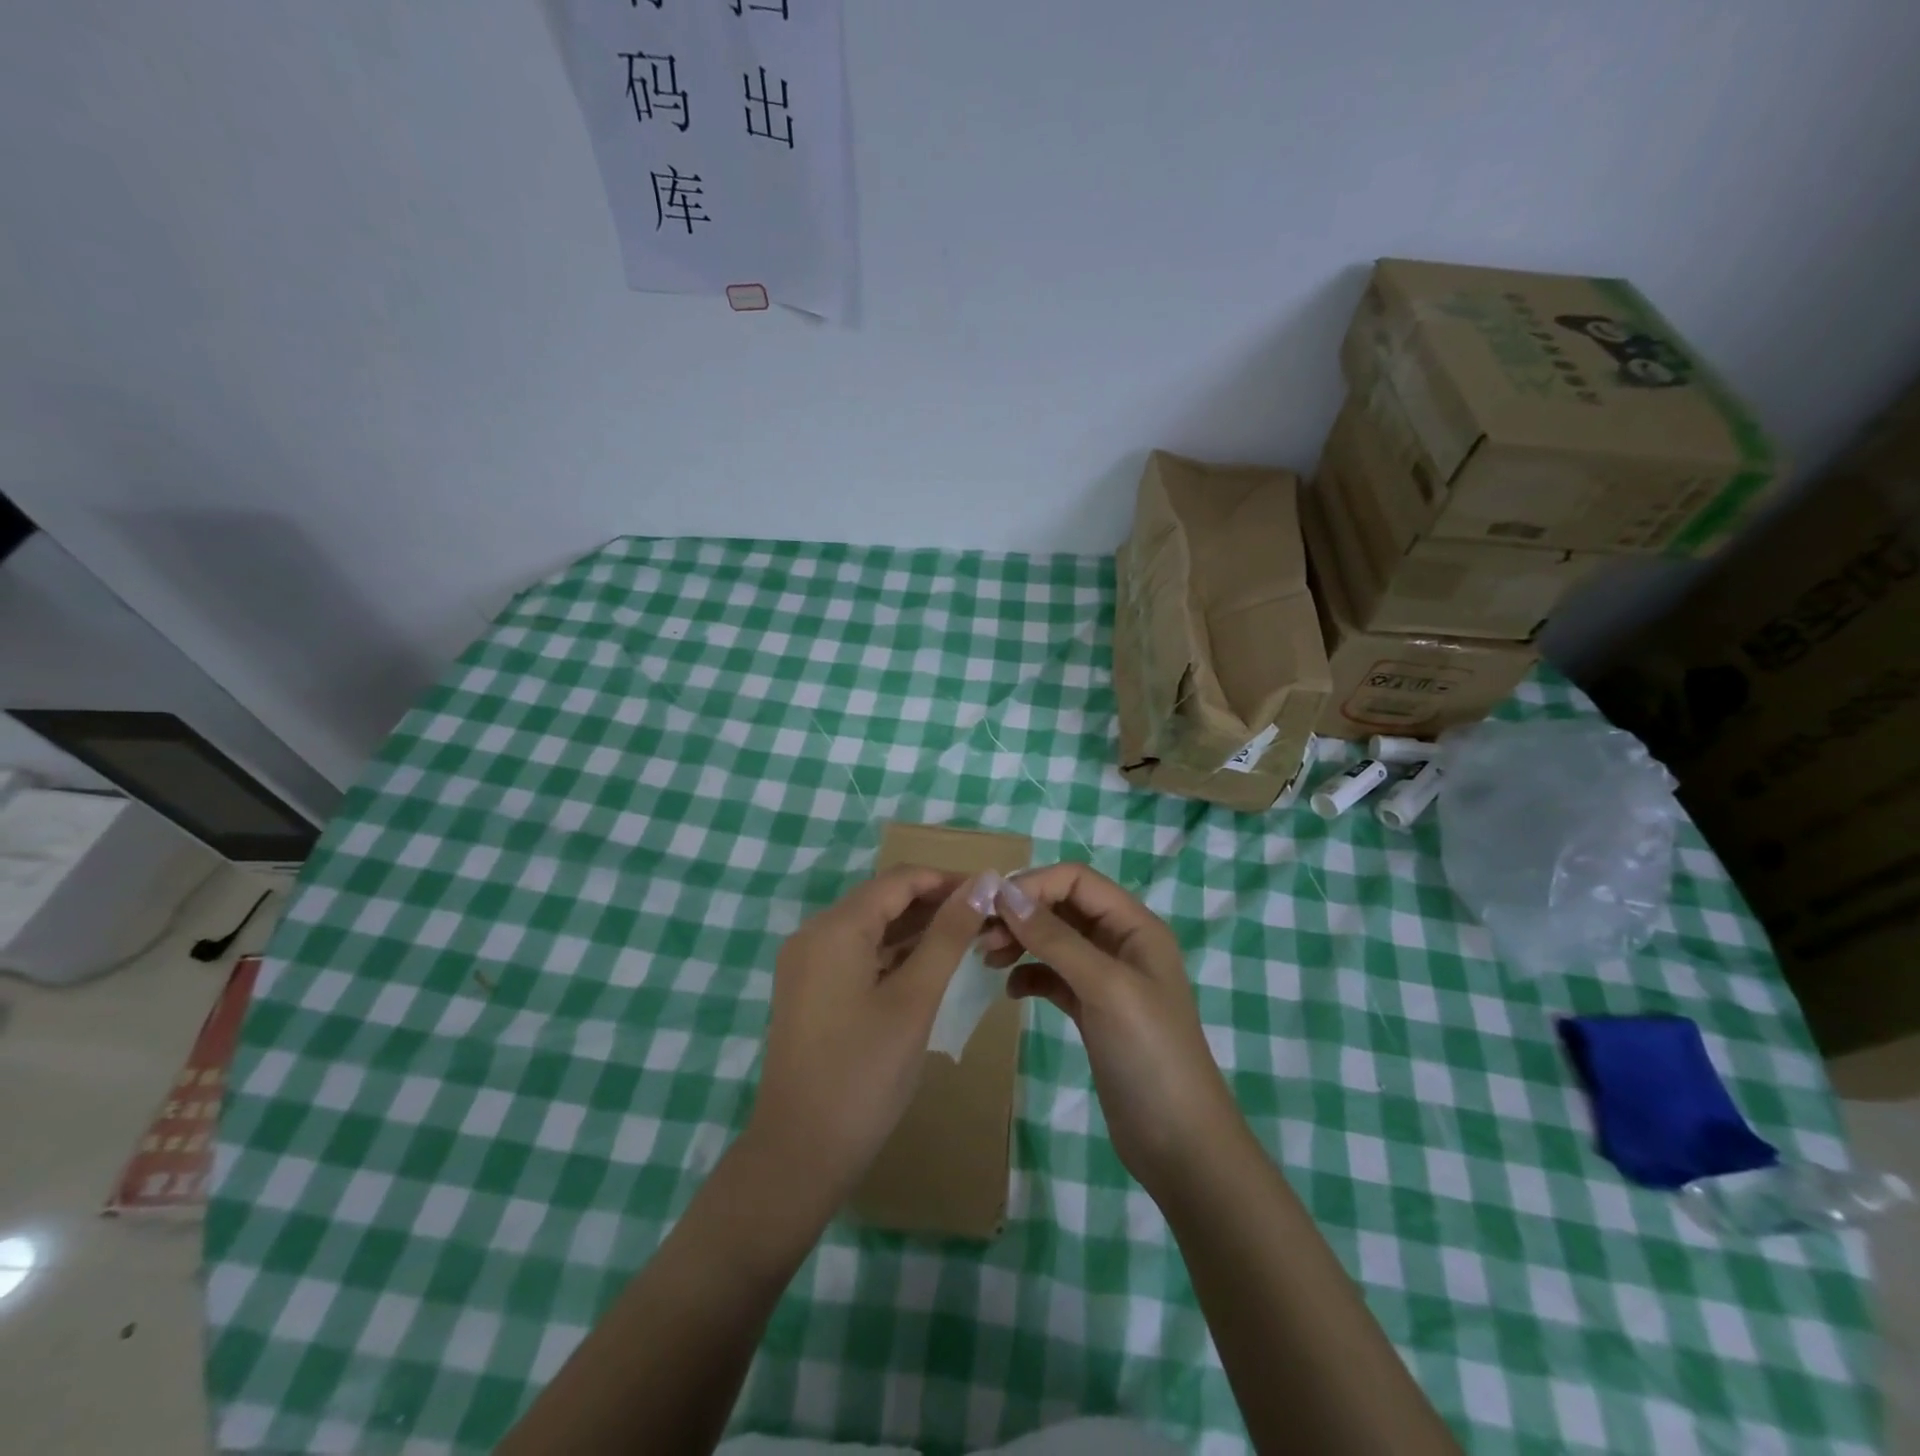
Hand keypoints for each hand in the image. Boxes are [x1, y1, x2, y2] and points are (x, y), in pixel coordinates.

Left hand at [744, 866, 991, 1209]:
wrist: (800, 1154)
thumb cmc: (864, 1074)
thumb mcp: (914, 1000)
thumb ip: (948, 936)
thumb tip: (982, 883)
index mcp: (835, 928)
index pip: (899, 880)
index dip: (947, 880)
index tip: (993, 894)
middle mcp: (814, 934)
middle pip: (882, 899)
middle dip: (934, 904)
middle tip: (986, 920)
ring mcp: (807, 963)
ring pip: (871, 927)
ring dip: (916, 929)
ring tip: (968, 940)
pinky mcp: (809, 990)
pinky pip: (857, 954)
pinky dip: (893, 954)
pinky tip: (928, 966)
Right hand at [981, 864, 1245, 1198]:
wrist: (1178, 1143)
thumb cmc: (1149, 1054)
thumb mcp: (1104, 987)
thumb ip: (1056, 939)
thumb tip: (1005, 894)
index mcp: (1135, 926)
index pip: (1077, 880)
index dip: (1034, 885)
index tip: (992, 908)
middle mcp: (1120, 944)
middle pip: (1062, 907)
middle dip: (1021, 914)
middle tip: (981, 937)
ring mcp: (1105, 979)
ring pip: (1054, 941)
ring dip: (1020, 942)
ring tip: (987, 959)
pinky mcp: (1092, 1011)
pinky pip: (1052, 977)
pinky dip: (1029, 976)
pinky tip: (1011, 991)